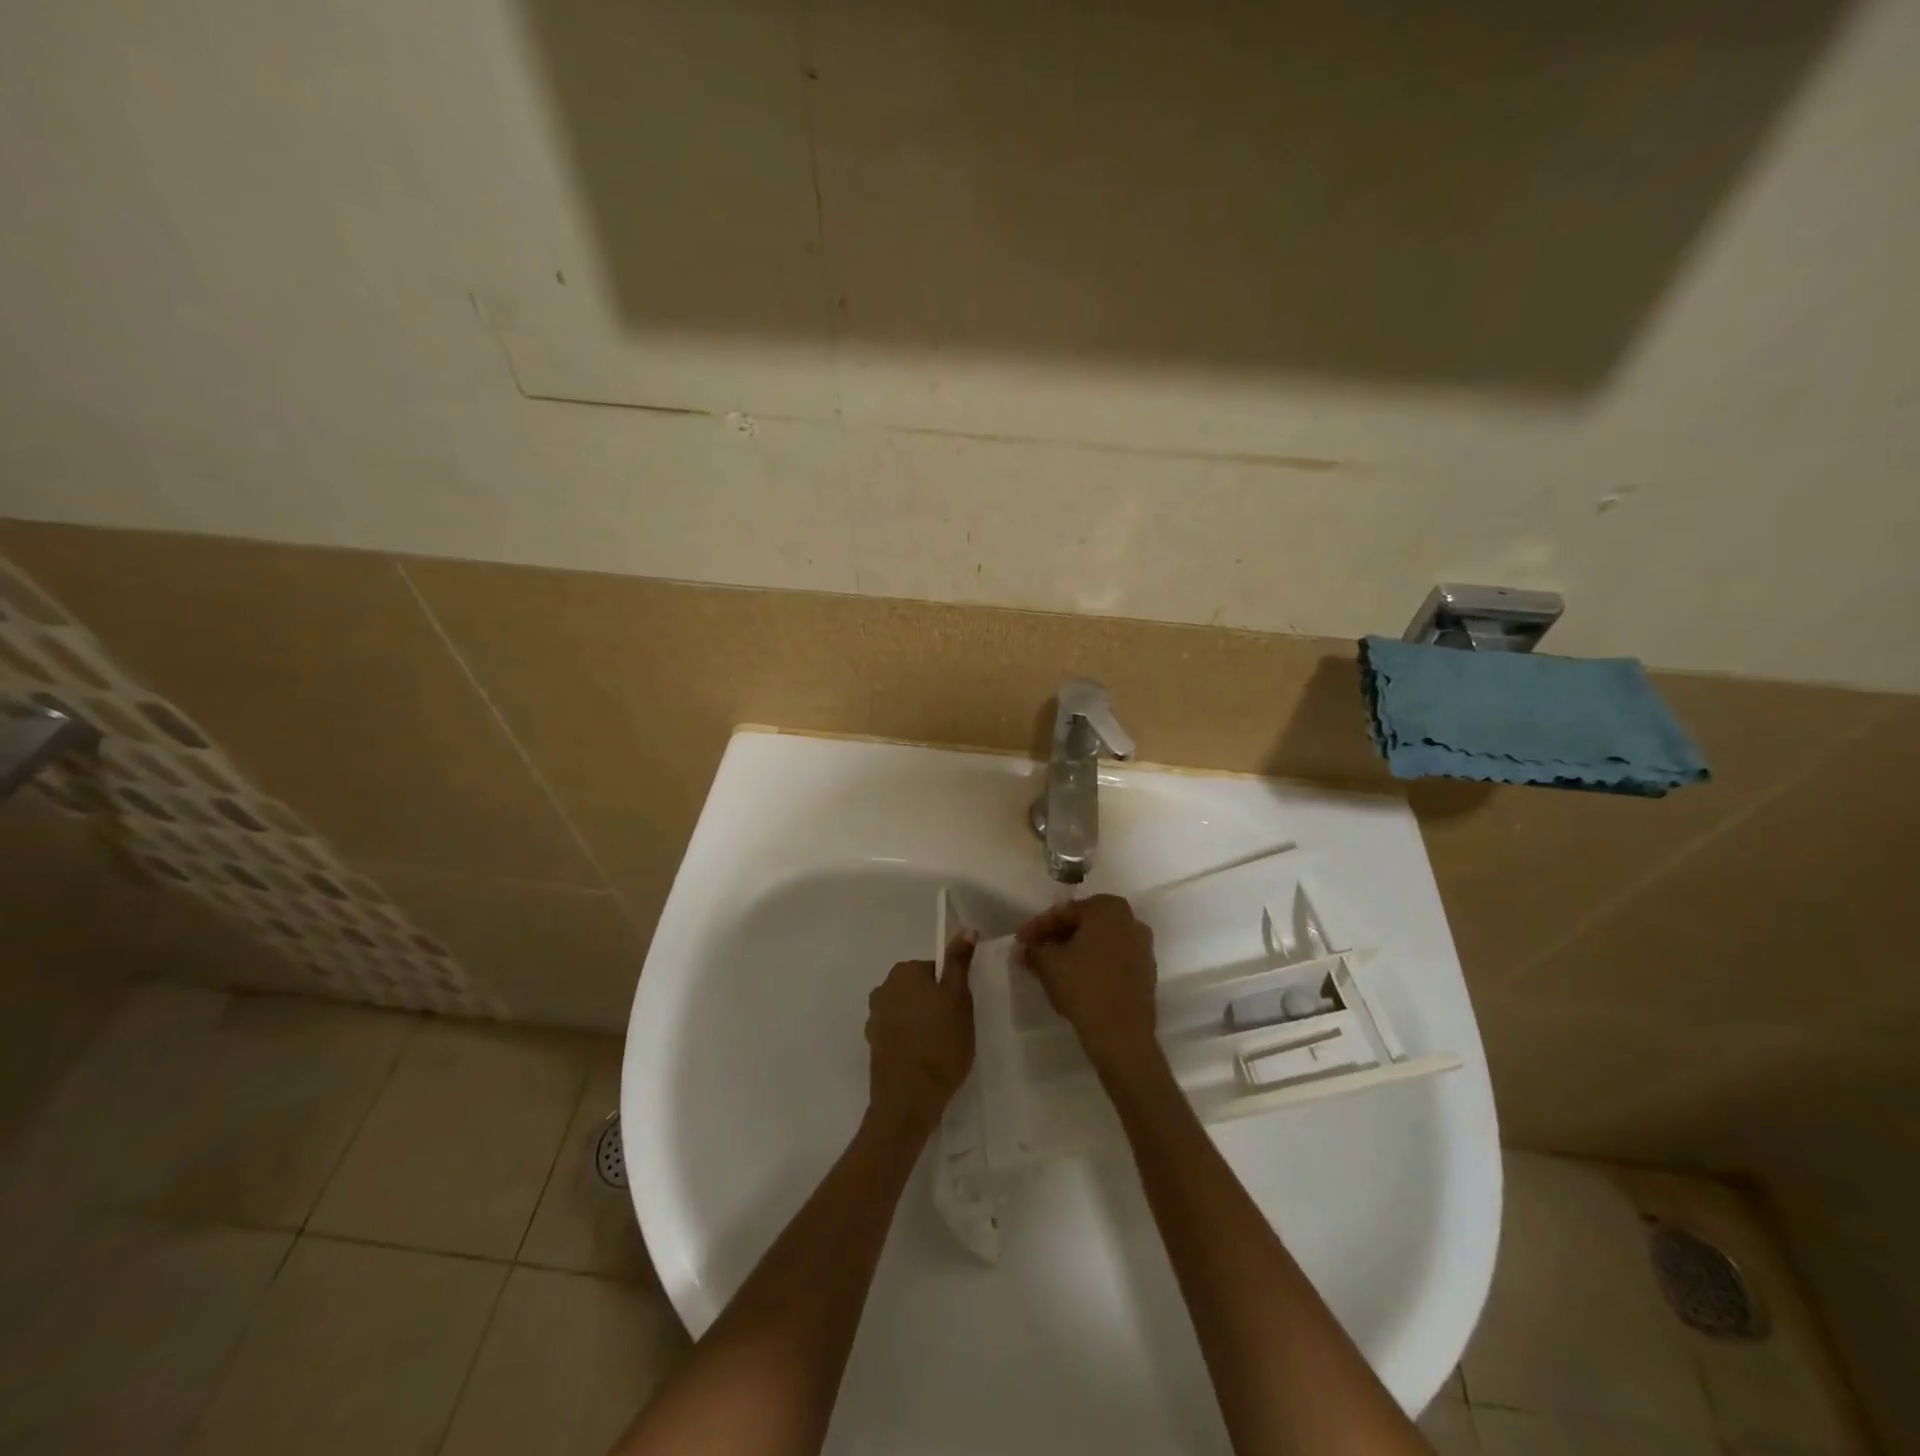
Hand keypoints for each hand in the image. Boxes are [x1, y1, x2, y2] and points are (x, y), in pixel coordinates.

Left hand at [865, 931, 976, 1136]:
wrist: (908, 1099)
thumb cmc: (940, 1042)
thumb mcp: (959, 998)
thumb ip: (959, 962)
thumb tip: (966, 929)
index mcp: (903, 972)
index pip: (935, 969)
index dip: (951, 989)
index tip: (961, 1010)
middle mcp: (883, 988)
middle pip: (919, 989)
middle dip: (935, 1004)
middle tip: (954, 1028)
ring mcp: (874, 1018)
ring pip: (908, 1011)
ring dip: (922, 1023)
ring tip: (940, 1048)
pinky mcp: (873, 1045)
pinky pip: (898, 1033)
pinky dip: (910, 1041)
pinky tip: (924, 1060)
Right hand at [1016, 894, 1160, 1079]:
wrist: (1122, 1034)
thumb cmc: (1083, 986)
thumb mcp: (1048, 964)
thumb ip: (1033, 950)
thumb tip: (1023, 949)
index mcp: (1108, 908)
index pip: (1065, 912)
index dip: (1038, 926)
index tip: (1020, 940)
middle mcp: (1130, 920)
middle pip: (1084, 924)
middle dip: (1057, 936)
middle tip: (1034, 950)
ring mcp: (1142, 947)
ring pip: (1099, 942)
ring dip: (1074, 950)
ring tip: (1050, 966)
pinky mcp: (1145, 972)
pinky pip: (1112, 959)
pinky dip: (1092, 963)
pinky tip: (1074, 978)